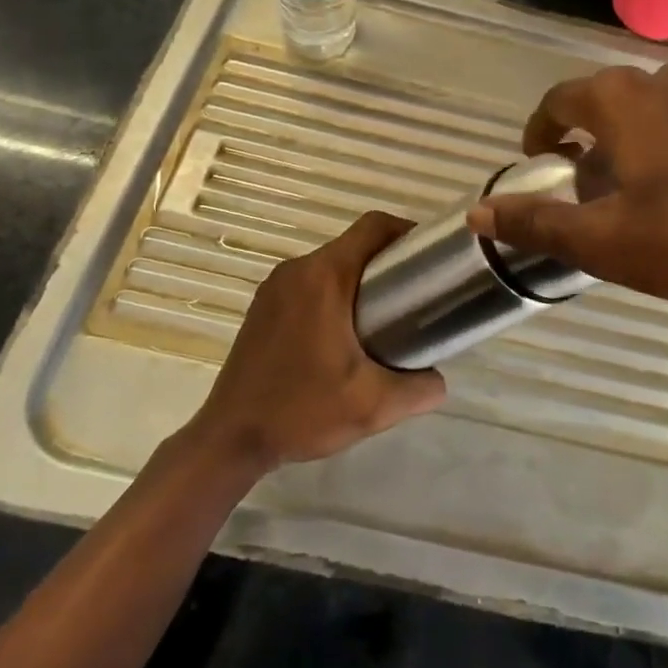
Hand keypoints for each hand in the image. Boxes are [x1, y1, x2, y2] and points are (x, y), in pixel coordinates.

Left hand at [185, 212, 445, 473]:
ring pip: (331, 265)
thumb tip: (439, 379)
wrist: (228, 440)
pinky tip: (345, 334)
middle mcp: (297, 270)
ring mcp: (274, 287)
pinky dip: (334, 293)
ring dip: (360, 279)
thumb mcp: (372, 406)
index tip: (431, 258)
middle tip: (415, 295)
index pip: (373, 226)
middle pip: (353, 245)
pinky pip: (309, 284)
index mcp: (324, 277)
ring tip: (386, 316)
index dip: (407, 231)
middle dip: (389, 261)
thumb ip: (419, 390)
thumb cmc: (300, 412)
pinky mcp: (263, 307)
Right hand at [468, 58, 667, 348]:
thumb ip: (538, 222)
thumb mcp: (608, 244)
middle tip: (604, 193)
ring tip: (664, 189)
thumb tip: (478, 212)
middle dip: (598, 143)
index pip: (559, 100)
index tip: (542, 160)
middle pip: (615, 103)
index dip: (541, 130)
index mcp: (625, 101)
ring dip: (651, 138)